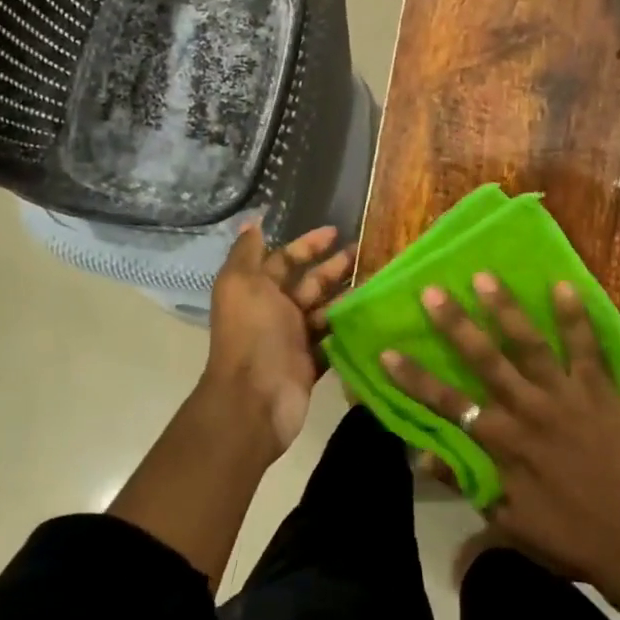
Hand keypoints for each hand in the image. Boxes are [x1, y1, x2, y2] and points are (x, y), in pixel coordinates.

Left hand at [205, 223, 352, 455]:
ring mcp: (294, 339)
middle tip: (366, 252)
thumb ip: (246, 252)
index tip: (336, 232)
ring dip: (348, 295)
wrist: (255, 398)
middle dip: (335, 267)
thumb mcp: (241, 283)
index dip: (308, 244)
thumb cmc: (252, 333)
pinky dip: (350, 329)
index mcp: (258, 290)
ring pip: (326, 310)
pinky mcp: (312, 363)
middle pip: (310, 283)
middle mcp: (276, 311)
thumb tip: (252, 222)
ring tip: (378, 281)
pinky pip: (334, 340)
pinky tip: (374, 314)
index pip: (285, 259)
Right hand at [381, 275, 619, 585]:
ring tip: (485, 276)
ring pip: (529, 343)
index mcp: (503, 442)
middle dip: (455, 324)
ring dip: (505, 308)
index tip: (387, 351)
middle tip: (432, 290)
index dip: (414, 379)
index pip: (447, 403)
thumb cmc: (567, 537)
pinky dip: (575, 316)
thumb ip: (465, 483)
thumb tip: (422, 455)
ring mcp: (565, 394)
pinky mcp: (600, 390)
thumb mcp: (507, 522)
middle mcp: (528, 408)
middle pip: (484, 359)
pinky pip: (586, 347)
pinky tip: (564, 285)